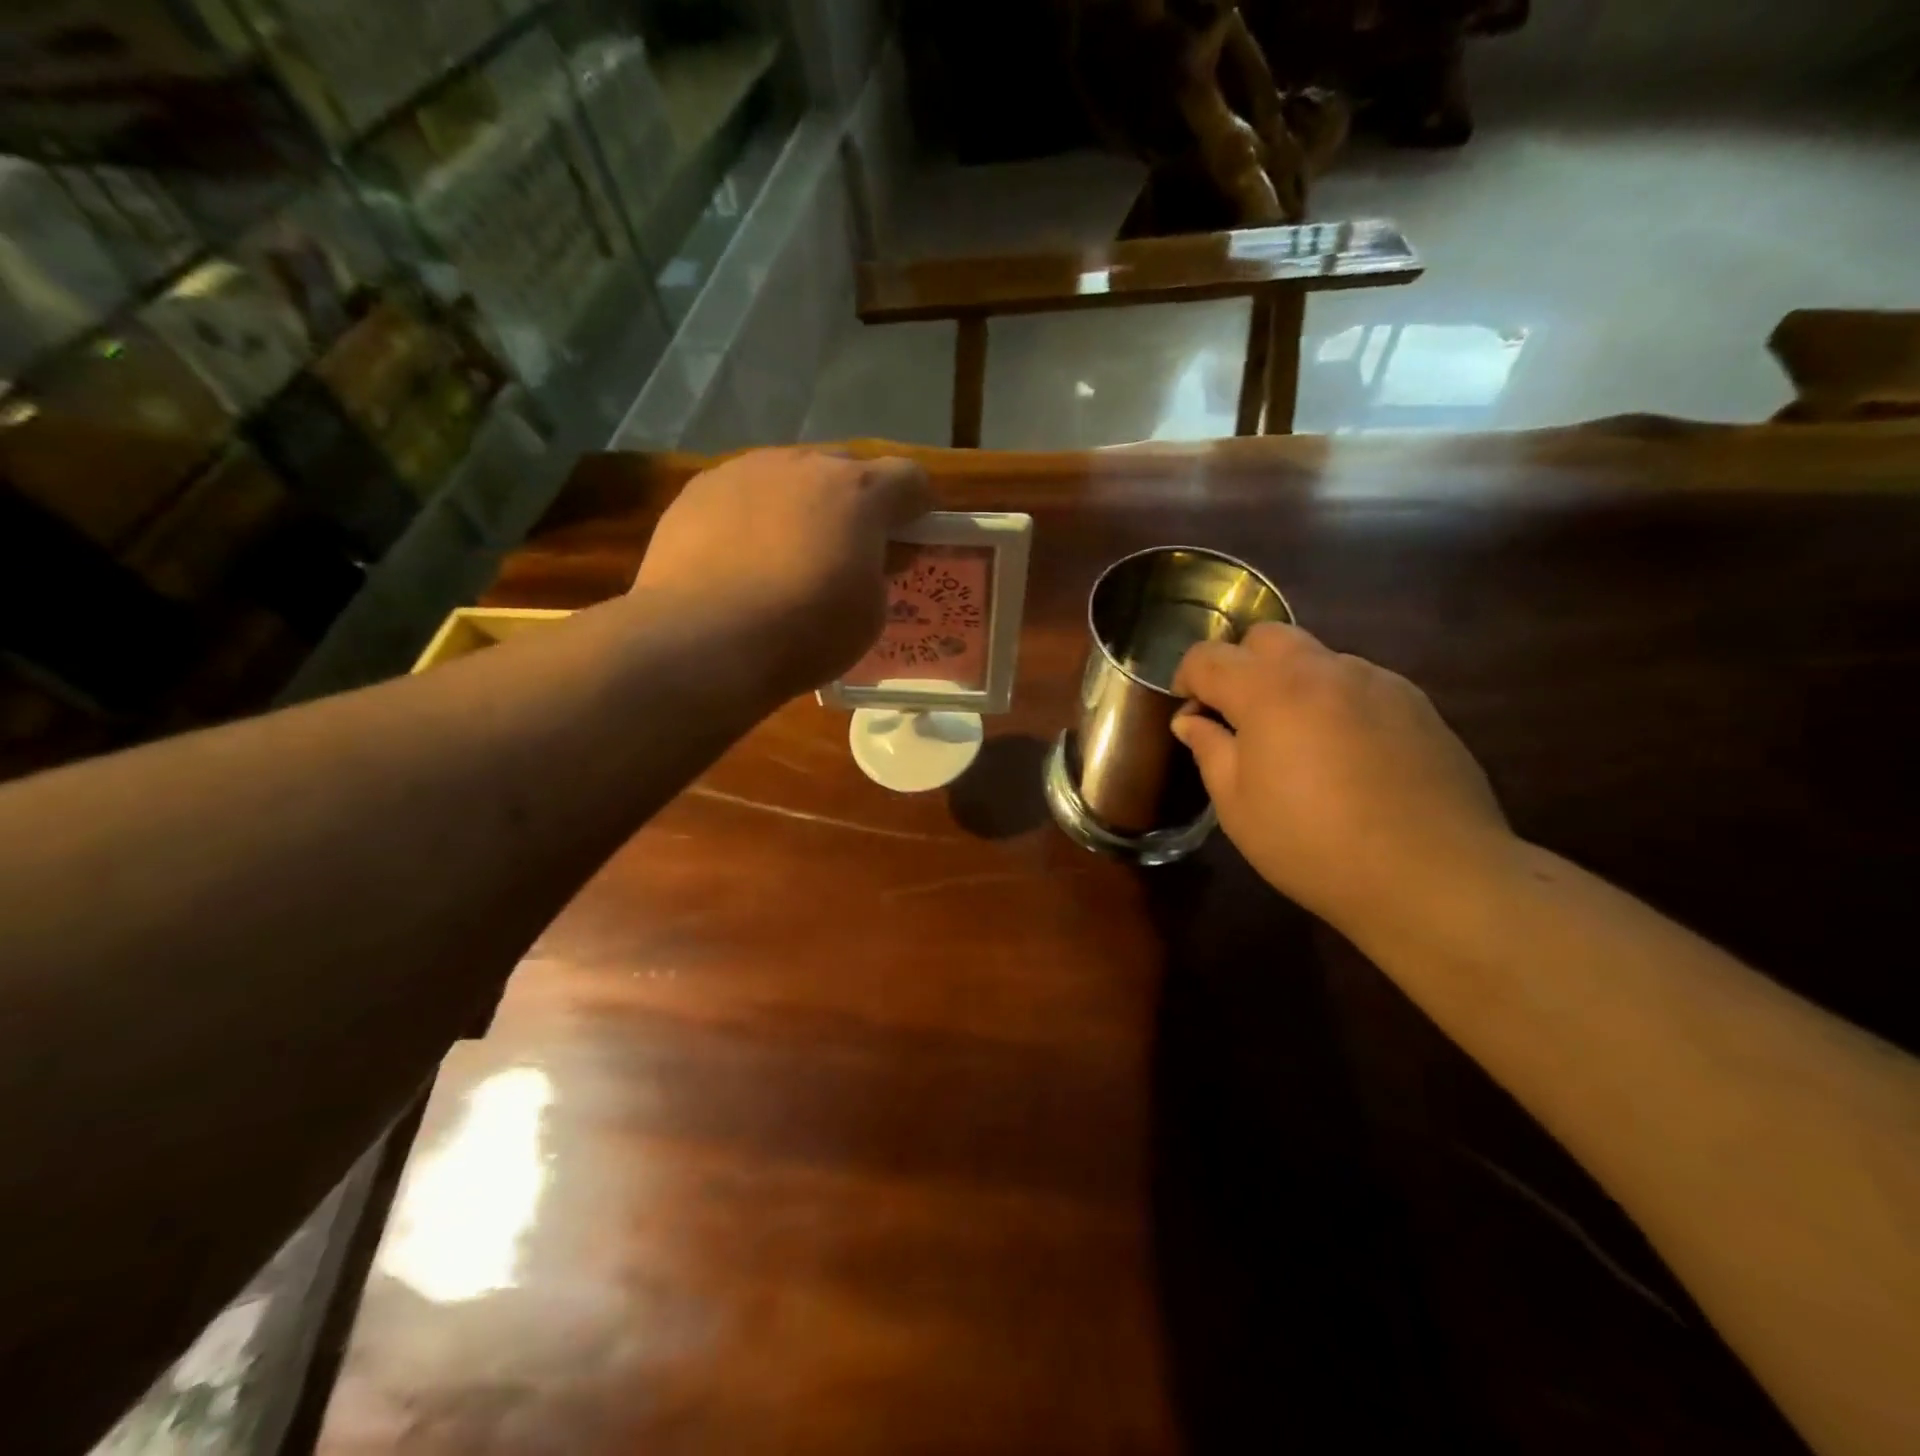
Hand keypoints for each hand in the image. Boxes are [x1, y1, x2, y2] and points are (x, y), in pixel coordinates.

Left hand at [633, 448, 930, 699]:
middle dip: (853, 504)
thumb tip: (867, 556)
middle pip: (845, 470)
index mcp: (858, 491)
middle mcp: (803, 464)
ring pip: (788, 477)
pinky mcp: (697, 490)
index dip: (916, 507)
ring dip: (799, 506)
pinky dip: (751, 518)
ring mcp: (744, 470)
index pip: (910, 477)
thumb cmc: (804, 631)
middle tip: (844, 550)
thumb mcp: (869, 614)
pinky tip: (738, 561)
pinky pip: (741, 494)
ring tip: (783, 556)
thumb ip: (878, 571)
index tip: (909, 537)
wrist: (703, 641)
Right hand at [1173, 624, 1510, 934]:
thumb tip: (1191, 719)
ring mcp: (1377, 682)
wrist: (1432, 875)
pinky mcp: (1417, 704)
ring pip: (1318, 659)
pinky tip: (1347, 754)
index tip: (1187, 709)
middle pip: (1267, 637)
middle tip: (1239, 716)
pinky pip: (1360, 684)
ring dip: (1292, 683)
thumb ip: (1209, 749)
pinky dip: (1336, 702)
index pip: (1210, 657)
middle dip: (1241, 665)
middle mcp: (1324, 670)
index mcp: (1269, 691)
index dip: (1186, 677)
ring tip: (1298, 741)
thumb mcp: (1237, 805)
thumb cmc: (1312, 843)